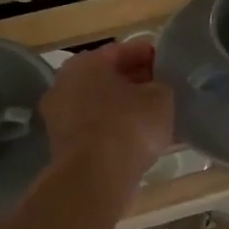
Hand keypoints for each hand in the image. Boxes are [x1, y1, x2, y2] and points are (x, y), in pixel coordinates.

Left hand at [40, 40, 174, 187]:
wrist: (95, 177)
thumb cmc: (128, 125)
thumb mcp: (160, 98)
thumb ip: (161, 85)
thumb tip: (157, 88)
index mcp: (85, 63)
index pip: (122, 51)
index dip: (147, 55)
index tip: (168, 63)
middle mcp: (65, 85)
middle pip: (108, 79)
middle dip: (136, 83)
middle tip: (164, 89)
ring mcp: (60, 118)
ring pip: (103, 107)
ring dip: (128, 110)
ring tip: (158, 117)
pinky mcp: (64, 147)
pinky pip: (98, 131)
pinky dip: (118, 132)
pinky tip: (143, 141)